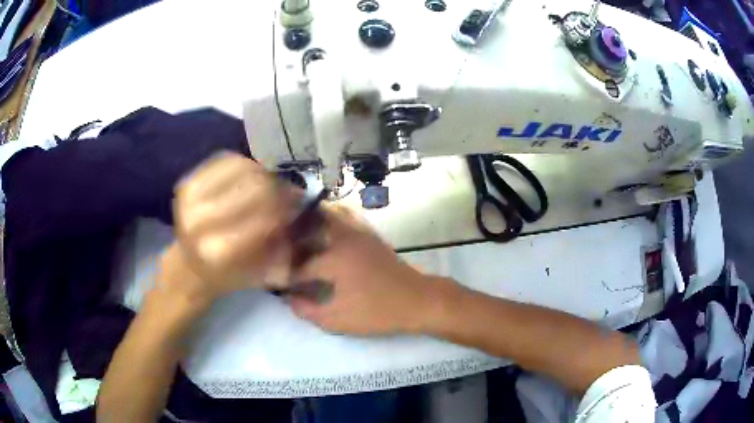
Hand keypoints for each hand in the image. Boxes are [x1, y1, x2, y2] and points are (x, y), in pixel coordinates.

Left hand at [171, 152, 298, 302]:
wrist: (189, 266)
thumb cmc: (228, 275)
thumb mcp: (261, 273)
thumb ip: (282, 246)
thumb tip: (299, 212)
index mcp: (219, 251)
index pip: (266, 216)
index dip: (287, 208)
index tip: (298, 207)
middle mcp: (200, 222)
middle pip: (255, 187)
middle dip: (278, 189)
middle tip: (287, 194)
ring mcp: (190, 199)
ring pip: (243, 168)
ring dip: (263, 175)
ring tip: (269, 186)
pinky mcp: (186, 182)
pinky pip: (226, 160)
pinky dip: (245, 165)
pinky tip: (251, 176)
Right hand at [289, 206, 455, 335]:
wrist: (418, 300)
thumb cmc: (378, 312)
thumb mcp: (338, 320)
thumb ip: (307, 310)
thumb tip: (289, 299)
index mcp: (334, 259)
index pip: (300, 267)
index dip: (287, 278)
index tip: (278, 285)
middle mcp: (343, 238)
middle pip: (310, 223)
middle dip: (293, 235)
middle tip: (282, 249)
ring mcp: (359, 232)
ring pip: (329, 213)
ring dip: (311, 220)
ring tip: (299, 235)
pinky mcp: (370, 234)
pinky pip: (346, 216)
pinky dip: (331, 218)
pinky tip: (325, 233)